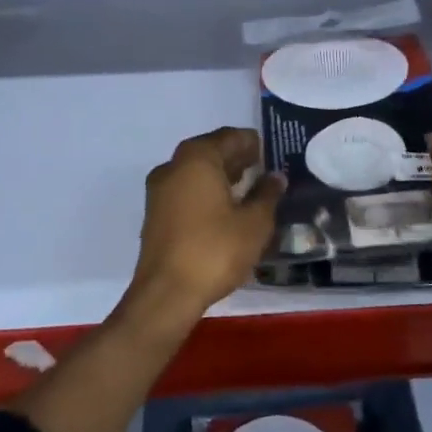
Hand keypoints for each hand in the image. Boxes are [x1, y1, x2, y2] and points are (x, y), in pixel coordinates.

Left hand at [129, 127, 283, 325]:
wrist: (166, 294)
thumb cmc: (215, 250)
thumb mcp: (254, 223)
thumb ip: (267, 194)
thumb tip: (275, 177)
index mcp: (198, 157)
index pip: (231, 137)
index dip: (252, 143)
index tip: (271, 153)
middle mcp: (174, 165)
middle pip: (211, 151)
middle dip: (237, 158)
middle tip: (262, 168)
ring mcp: (160, 189)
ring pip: (196, 171)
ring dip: (221, 175)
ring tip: (248, 188)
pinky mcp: (155, 213)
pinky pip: (185, 189)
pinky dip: (206, 191)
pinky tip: (225, 208)